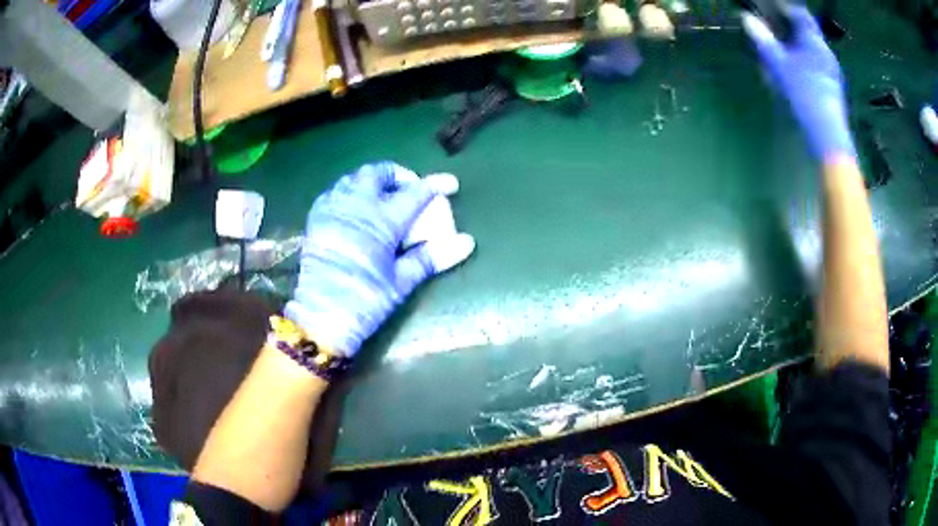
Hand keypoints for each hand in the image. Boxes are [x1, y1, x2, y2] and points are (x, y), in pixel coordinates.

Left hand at [284, 162, 474, 357]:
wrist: (321, 317)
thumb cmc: (366, 301)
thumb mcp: (402, 282)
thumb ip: (432, 257)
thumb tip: (467, 242)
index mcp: (382, 221)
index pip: (415, 193)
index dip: (435, 185)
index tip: (450, 183)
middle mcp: (357, 206)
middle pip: (378, 174)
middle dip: (398, 174)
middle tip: (410, 187)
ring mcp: (333, 210)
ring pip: (353, 178)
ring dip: (371, 180)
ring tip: (383, 193)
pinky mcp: (316, 220)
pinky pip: (333, 192)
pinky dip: (348, 191)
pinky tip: (354, 205)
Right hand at [742, 7, 854, 159]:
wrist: (828, 135)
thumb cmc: (804, 94)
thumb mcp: (779, 64)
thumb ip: (764, 40)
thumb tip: (747, 18)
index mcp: (814, 41)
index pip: (801, 14)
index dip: (786, 8)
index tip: (773, 9)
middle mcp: (826, 52)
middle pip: (808, 32)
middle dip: (792, 29)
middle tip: (776, 30)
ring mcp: (832, 71)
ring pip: (814, 50)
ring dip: (800, 47)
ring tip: (786, 53)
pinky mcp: (834, 88)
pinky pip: (819, 66)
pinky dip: (807, 63)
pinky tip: (799, 74)